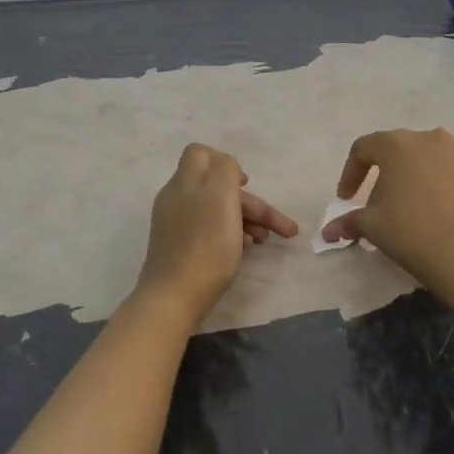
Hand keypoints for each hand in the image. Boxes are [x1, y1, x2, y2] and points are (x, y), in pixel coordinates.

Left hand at [133, 144, 298, 322]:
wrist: (172, 299)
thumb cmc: (204, 248)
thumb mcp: (221, 199)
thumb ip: (225, 170)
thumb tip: (229, 167)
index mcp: (185, 182)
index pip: (201, 153)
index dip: (227, 163)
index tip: (246, 185)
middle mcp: (177, 198)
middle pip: (219, 187)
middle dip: (252, 203)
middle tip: (280, 228)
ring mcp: (175, 223)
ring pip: (217, 210)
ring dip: (246, 220)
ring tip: (265, 241)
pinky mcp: (177, 245)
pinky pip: (208, 229)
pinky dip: (230, 234)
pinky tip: (244, 251)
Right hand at [320, 128, 453, 288]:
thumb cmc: (411, 232)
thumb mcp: (372, 227)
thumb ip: (348, 222)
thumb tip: (329, 232)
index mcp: (396, 144)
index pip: (363, 149)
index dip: (350, 173)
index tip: (346, 199)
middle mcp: (428, 138)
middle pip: (397, 150)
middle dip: (383, 174)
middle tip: (377, 204)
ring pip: (426, 158)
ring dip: (413, 176)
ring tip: (410, 206)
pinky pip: (450, 169)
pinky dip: (438, 182)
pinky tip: (437, 209)